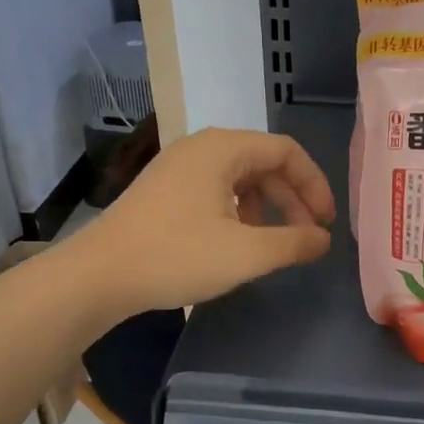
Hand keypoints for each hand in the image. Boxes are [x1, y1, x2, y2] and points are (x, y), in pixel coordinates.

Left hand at [73, 128, 334, 320]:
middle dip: (292, 199)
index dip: (314, 185)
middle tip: (307, 236)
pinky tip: (237, 243)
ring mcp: (178, 167)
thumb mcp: (246, 253)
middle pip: (264, 163)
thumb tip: (323, 239)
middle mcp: (201, 147)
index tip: (326, 223)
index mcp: (223, 148)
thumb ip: (294, 243)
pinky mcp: (164, 190)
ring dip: (266, 208)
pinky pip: (216, 190)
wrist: (97, 276)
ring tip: (273, 243)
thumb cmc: (176, 256)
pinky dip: (239, 212)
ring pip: (240, 178)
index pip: (286, 152)